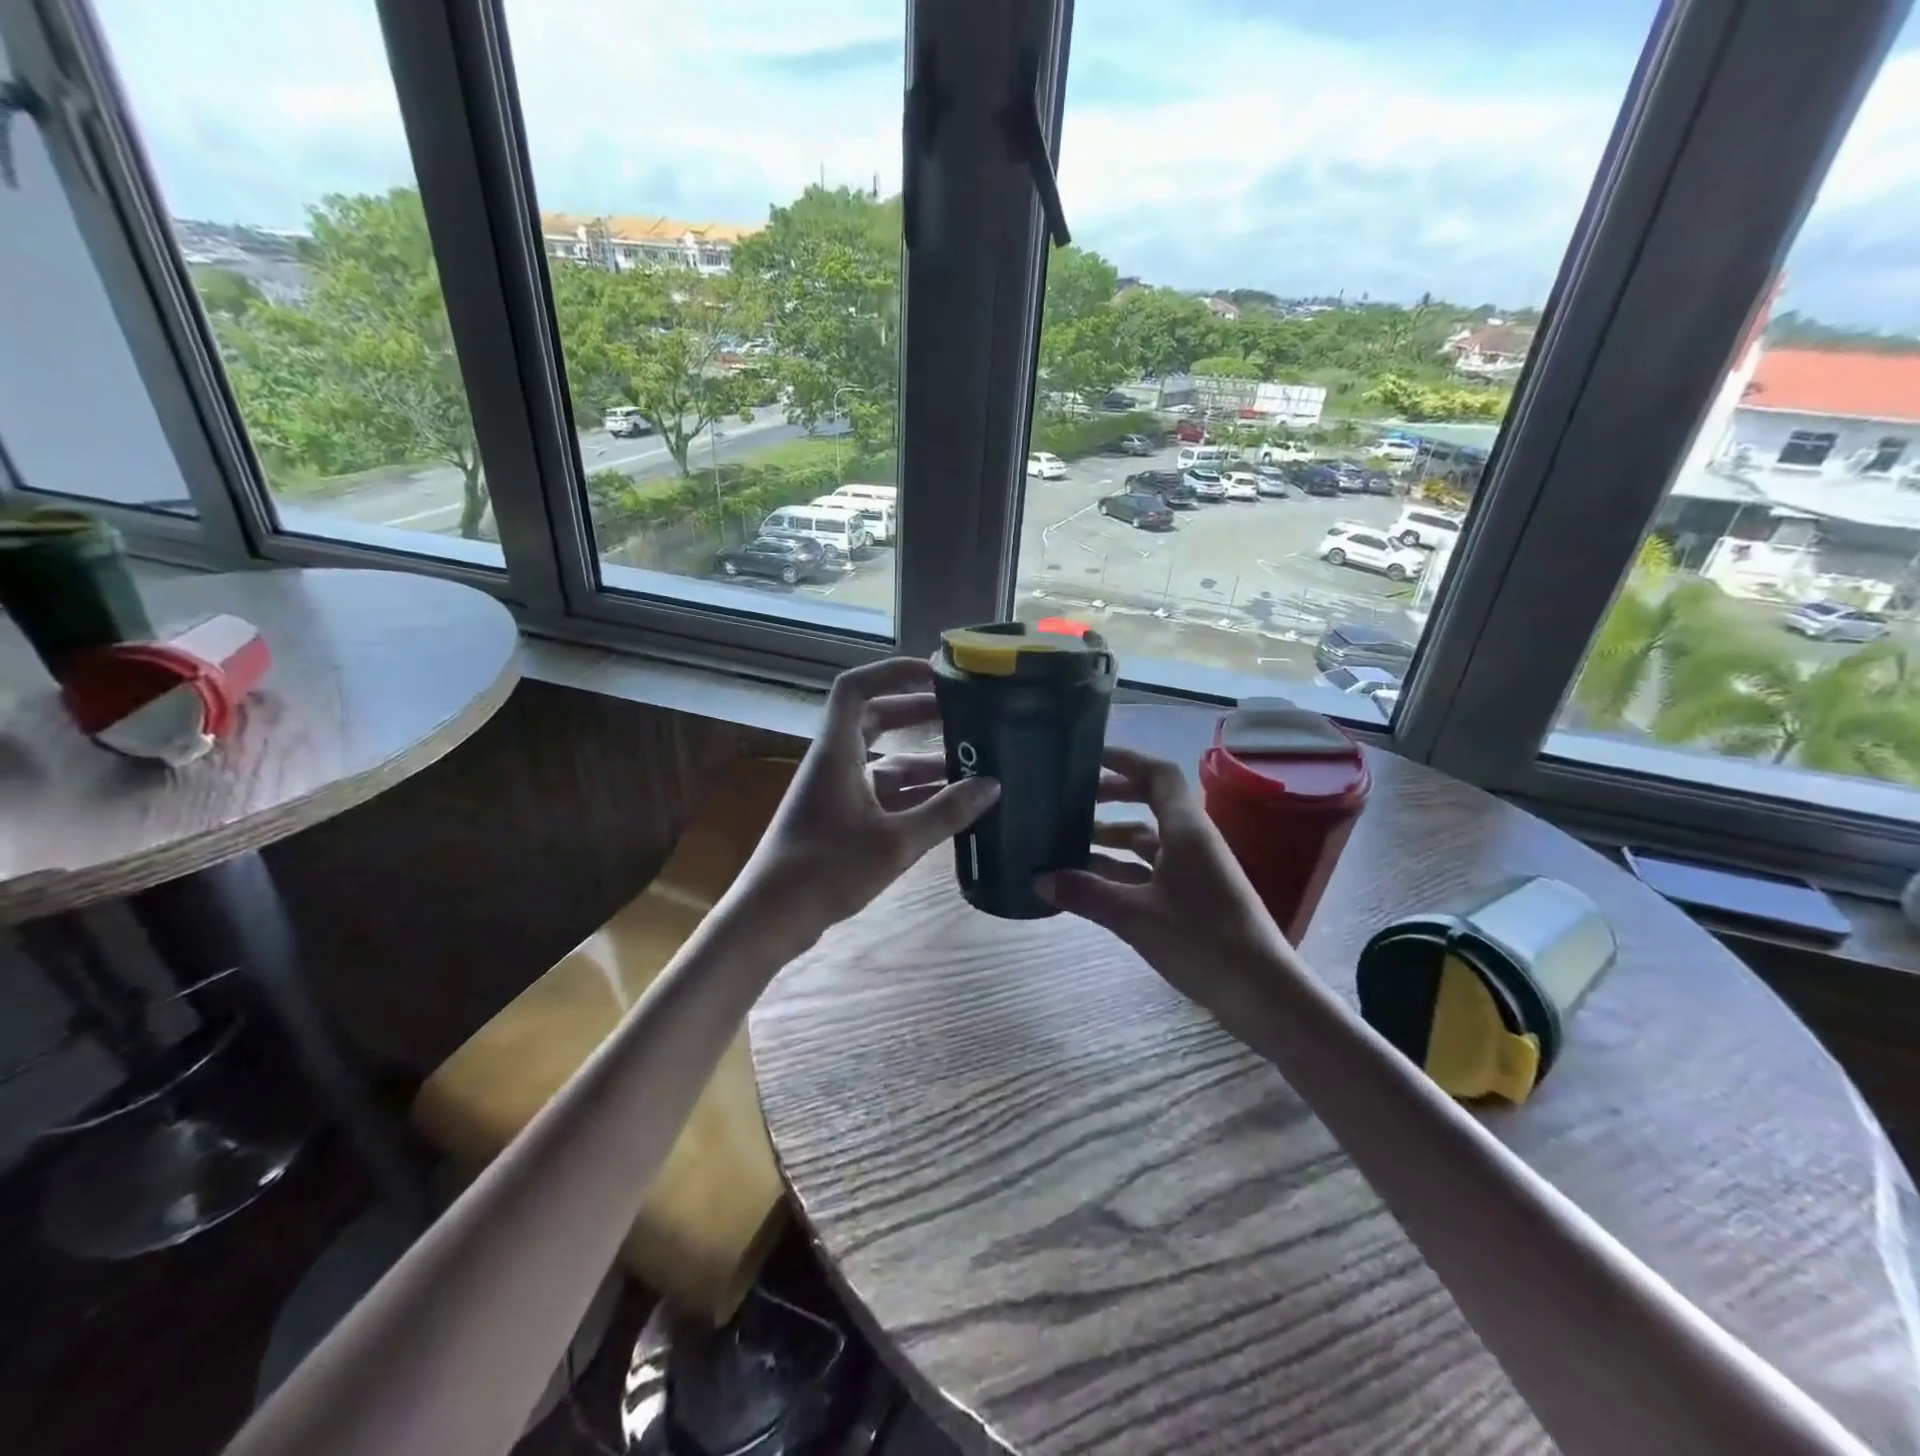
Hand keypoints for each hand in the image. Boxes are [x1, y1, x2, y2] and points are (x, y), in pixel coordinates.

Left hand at [738, 657, 998, 937]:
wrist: (771, 918)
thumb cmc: (826, 870)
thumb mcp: (895, 842)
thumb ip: (946, 812)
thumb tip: (992, 785)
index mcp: (837, 752)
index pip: (857, 687)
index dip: (893, 671)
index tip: (935, 673)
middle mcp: (836, 763)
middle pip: (876, 720)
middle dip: (918, 713)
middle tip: (964, 714)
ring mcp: (838, 792)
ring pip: (885, 763)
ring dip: (924, 761)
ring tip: (972, 765)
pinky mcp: (842, 820)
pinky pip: (885, 795)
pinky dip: (915, 795)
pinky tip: (950, 807)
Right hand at [1036, 746, 1289, 1010]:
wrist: (1263, 995)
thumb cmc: (1203, 941)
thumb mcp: (1135, 916)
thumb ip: (1086, 894)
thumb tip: (1037, 880)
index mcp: (1187, 830)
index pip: (1157, 774)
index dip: (1123, 760)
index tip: (1086, 759)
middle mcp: (1193, 841)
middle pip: (1151, 802)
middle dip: (1112, 798)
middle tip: (1071, 801)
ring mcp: (1196, 871)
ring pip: (1149, 840)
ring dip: (1112, 838)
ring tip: (1068, 843)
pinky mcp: (1194, 899)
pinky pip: (1151, 870)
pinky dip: (1121, 871)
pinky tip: (1090, 883)